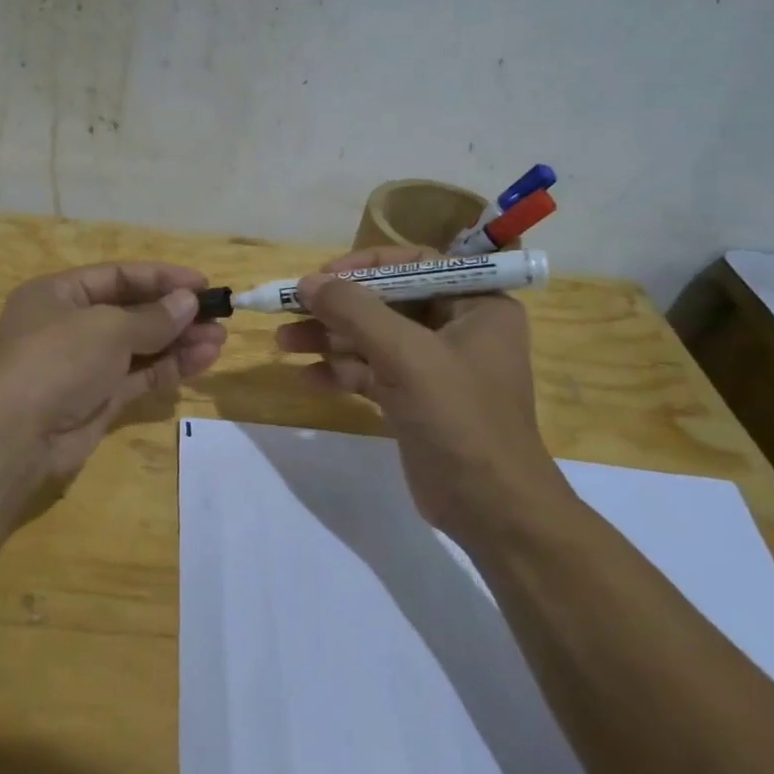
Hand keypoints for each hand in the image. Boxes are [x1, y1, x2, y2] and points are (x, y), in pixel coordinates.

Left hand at [0, 262, 227, 488]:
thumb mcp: (107, 328)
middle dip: (175, 313)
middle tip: (219, 315)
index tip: (202, 284)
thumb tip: (188, 302)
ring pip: (139, 347)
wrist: (17, 437)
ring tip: (219, 340)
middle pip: (131, 312)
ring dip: (179, 342)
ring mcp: (84, 365)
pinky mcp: (98, 400)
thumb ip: (152, 317)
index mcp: (58, 294)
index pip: (117, 276)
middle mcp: (69, 326)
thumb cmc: (57, 361)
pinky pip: (139, 376)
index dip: (161, 278)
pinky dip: (170, 368)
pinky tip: (203, 360)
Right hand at [274, 245, 567, 532]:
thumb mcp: (406, 355)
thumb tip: (307, 282)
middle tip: (289, 310)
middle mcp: (457, 328)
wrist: (490, 508)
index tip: (321, 277)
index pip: (415, 265)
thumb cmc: (460, 418)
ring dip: (329, 340)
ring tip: (283, 343)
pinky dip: (340, 372)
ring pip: (372, 339)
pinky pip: (371, 372)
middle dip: (337, 309)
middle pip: (386, 303)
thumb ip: (355, 312)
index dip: (364, 266)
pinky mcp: (414, 399)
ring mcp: (434, 366)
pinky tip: (307, 378)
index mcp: (476, 305)